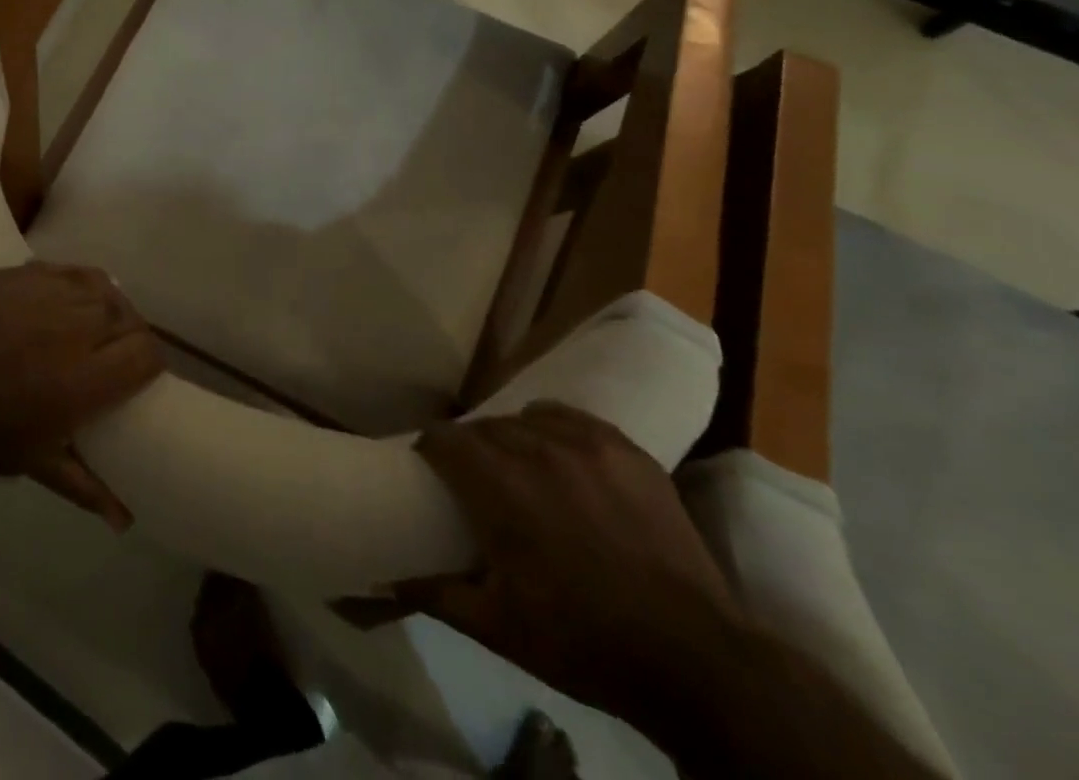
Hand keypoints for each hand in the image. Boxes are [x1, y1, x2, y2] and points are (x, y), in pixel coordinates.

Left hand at [0, 262, 162, 528]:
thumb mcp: (29, 462)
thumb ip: (84, 482)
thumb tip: (126, 518)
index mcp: (82, 382)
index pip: (147, 354)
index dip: (149, 363)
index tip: (137, 376)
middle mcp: (72, 328)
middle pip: (127, 317)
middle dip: (127, 335)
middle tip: (110, 353)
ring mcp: (42, 292)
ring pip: (100, 287)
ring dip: (105, 306)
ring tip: (90, 323)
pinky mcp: (15, 271)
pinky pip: (64, 270)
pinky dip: (74, 284)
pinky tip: (60, 300)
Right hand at [340, 403, 748, 727]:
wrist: (694, 660)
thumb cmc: (583, 643)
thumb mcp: (497, 628)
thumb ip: (434, 594)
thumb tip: (384, 578)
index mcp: (500, 485)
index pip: (443, 438)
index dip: (430, 452)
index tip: (430, 473)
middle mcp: (536, 449)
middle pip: (483, 428)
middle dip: (471, 450)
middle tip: (477, 484)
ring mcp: (586, 443)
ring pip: (525, 419)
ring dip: (512, 440)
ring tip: (522, 471)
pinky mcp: (625, 449)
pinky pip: (570, 418)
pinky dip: (555, 431)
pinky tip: (563, 459)